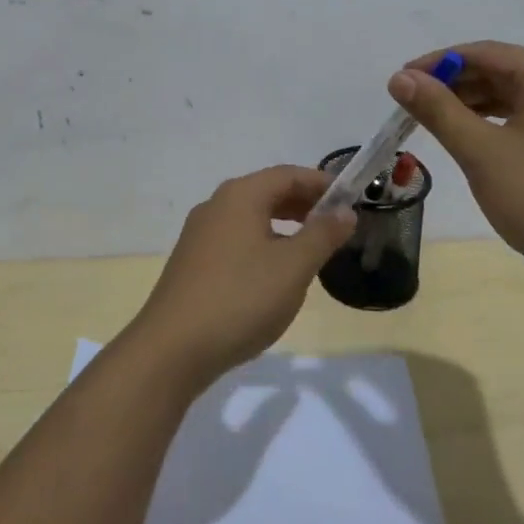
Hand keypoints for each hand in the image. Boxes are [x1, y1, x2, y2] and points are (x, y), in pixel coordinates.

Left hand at [127, 166, 355, 386]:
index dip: (321, 183)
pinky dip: (263, 242)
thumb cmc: (240, 298)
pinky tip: (275, 272)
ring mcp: (200, 234)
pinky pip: (236, 238)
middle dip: (304, 203)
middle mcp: (216, 205)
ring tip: (312, 247)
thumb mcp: (293, 267)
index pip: (288, 174)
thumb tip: (344, 212)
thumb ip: (322, 235)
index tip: (351, 199)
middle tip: (337, 224)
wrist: (172, 348)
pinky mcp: (193, 262)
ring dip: (284, 224)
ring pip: (251, 217)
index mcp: (240, 196)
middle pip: (267, 192)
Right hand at [388, 42, 523, 305]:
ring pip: (513, 98)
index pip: (483, 53)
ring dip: (472, 106)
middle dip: (453, 86)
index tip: (400, 80)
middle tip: (411, 105)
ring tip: (432, 123)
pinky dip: (496, 125)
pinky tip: (471, 141)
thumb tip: (400, 78)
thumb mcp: (481, 151)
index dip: (437, 63)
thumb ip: (438, 110)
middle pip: (500, 72)